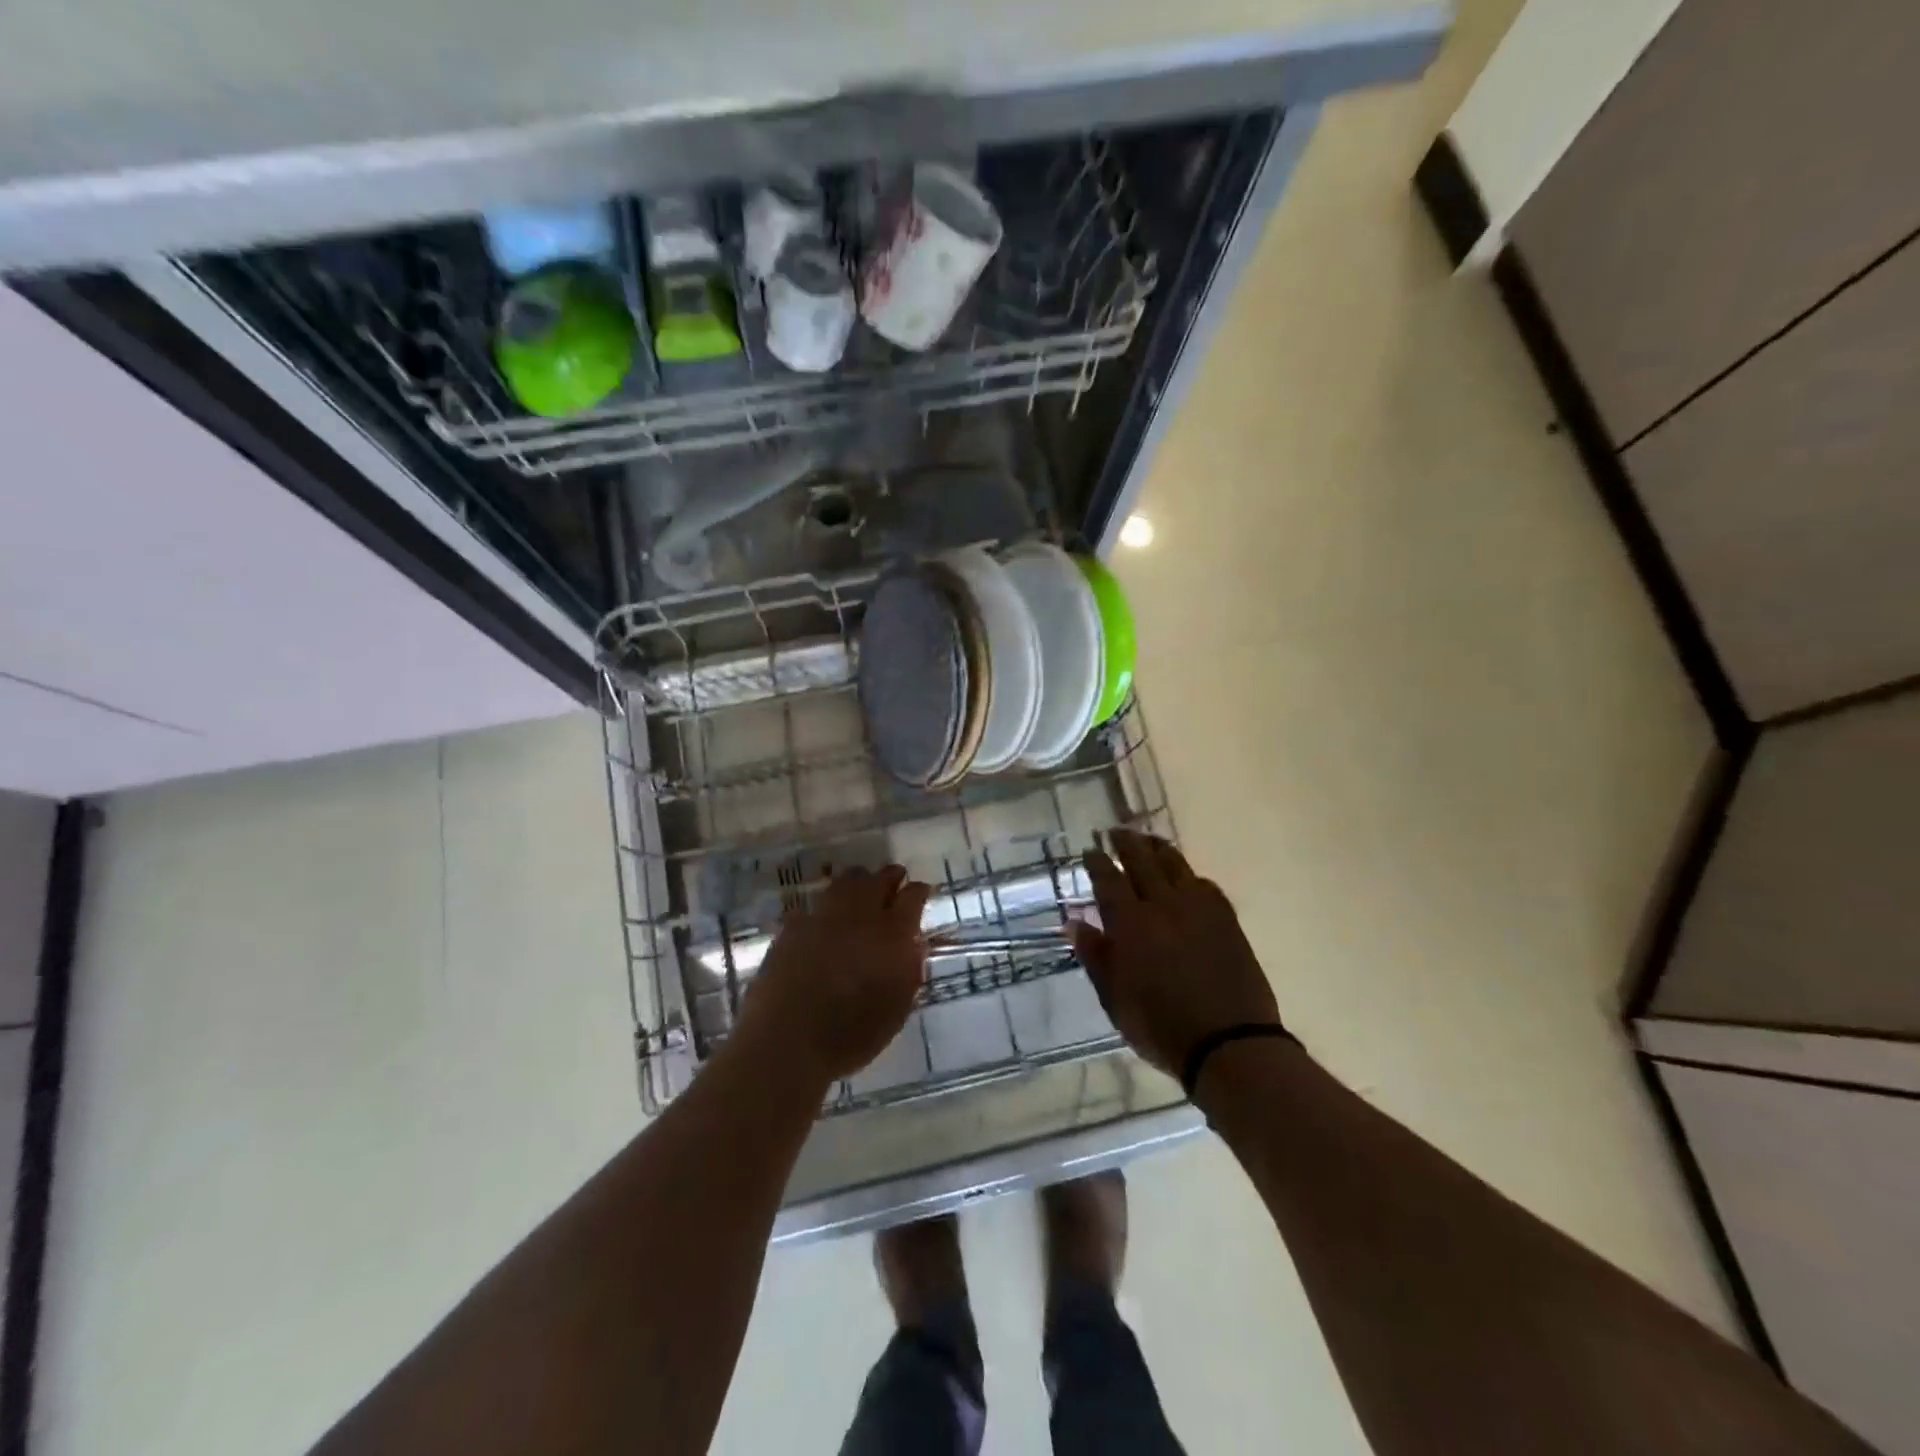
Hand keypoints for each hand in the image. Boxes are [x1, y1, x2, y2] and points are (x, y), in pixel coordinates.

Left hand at [736, 865, 930, 1085]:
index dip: (919, 891)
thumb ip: (909, 970)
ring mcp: (823, 916)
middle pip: (878, 879)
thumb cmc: (851, 1035)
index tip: (922, 891)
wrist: (787, 1042)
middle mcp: (859, 916)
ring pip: (845, 882)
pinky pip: (815, 905)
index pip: (912, 897)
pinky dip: (825, 906)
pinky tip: (825, 917)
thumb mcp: (897, 1009)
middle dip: (890, 877)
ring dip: (858, 882)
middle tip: (895, 879)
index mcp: (891, 935)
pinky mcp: (793, 926)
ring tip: (862, 888)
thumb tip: (913, 944)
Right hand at [1071, 830, 1281, 1079]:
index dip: (1098, 862)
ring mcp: (1198, 908)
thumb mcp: (1114, 999)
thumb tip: (1074, 922)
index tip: (1091, 849)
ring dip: (1158, 848)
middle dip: (1127, 842)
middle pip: (1142, 861)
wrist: (1229, 1042)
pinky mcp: (1226, 918)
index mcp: (1130, 924)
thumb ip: (1095, 956)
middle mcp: (1163, 905)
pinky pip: (1204, 884)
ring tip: (1149, 840)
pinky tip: (1187, 877)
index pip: (1109, 880)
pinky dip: (1189, 875)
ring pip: (1175, 865)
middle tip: (1117, 831)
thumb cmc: (1161, 1027)